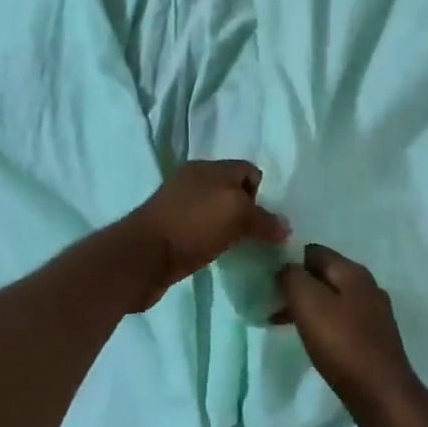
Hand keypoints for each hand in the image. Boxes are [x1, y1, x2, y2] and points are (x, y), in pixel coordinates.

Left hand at [121, 160, 288, 310]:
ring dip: (231, 228)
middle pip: (232, 191)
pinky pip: (202, 230)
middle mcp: (193, 182)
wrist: (142, 258)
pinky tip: (219, 254)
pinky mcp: (170, 230)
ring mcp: (179, 206)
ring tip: (243, 248)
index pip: (248, 170)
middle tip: (260, 236)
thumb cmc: (192, 226)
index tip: (267, 220)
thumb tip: (284, 227)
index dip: (262, 192)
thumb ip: (263, 219)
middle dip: (249, 211)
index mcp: (208, 168)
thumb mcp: (236, 215)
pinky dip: (213, 240)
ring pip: (217, 212)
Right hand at [276, 246, 424, 426]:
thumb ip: (293, 278)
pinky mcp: (372, 337)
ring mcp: (373, 313)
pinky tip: (308, 339)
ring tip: (280, 322)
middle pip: (322, 274)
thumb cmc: (344, 345)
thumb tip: (285, 268)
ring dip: (305, 306)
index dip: (287, 260)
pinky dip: (320, 323)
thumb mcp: (310, 305)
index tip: (267, 279)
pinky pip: (340, 319)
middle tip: (270, 303)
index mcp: (353, 272)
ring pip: (330, 298)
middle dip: (295, 285)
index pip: (313, 251)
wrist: (383, 396)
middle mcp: (366, 286)